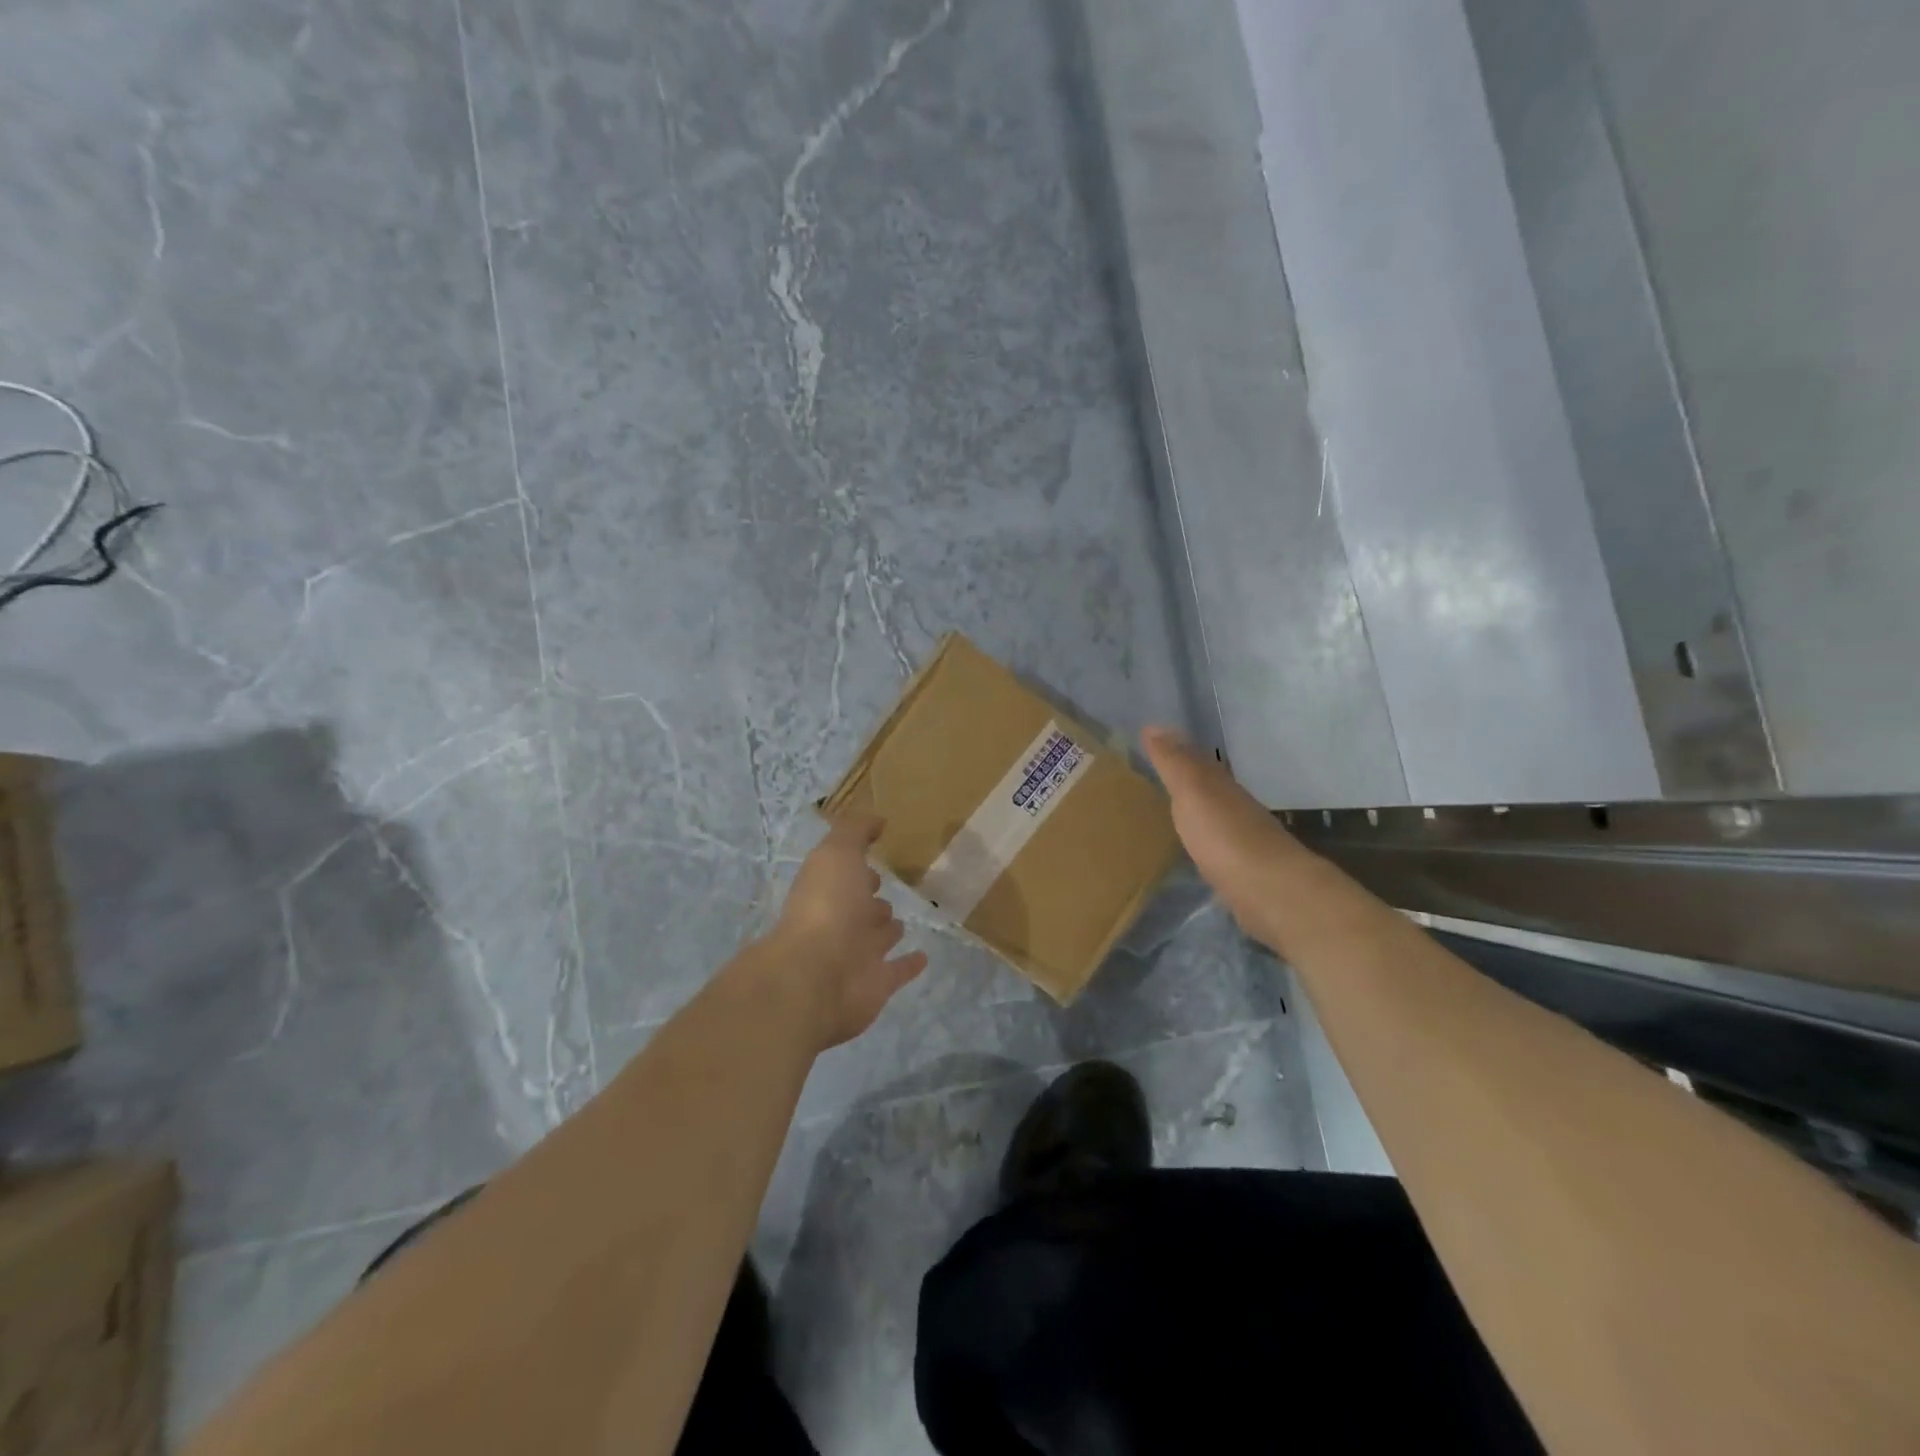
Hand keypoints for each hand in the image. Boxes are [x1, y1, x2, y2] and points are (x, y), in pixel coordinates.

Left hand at [766, 814, 927, 1050]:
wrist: (817, 976)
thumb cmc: (827, 906)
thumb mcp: (837, 853)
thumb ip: (855, 831)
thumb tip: (877, 818)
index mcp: (828, 889)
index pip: (845, 872)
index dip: (857, 864)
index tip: (875, 853)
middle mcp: (841, 920)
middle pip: (860, 906)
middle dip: (871, 897)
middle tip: (887, 888)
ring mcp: (858, 954)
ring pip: (877, 937)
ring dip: (887, 929)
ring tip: (901, 922)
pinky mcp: (877, 984)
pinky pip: (897, 971)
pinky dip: (909, 965)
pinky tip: (923, 957)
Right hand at [1142, 726, 1298, 945]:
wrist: (1268, 890)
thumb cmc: (1224, 835)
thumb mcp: (1193, 790)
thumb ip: (1174, 762)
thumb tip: (1153, 725)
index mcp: (1221, 785)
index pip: (1195, 759)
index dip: (1174, 749)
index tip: (1150, 740)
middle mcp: (1234, 806)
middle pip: (1206, 786)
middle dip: (1185, 778)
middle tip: (1155, 772)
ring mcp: (1240, 839)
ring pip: (1212, 815)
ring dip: (1194, 809)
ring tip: (1168, 809)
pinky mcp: (1241, 870)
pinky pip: (1214, 845)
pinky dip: (1202, 839)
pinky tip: (1193, 848)